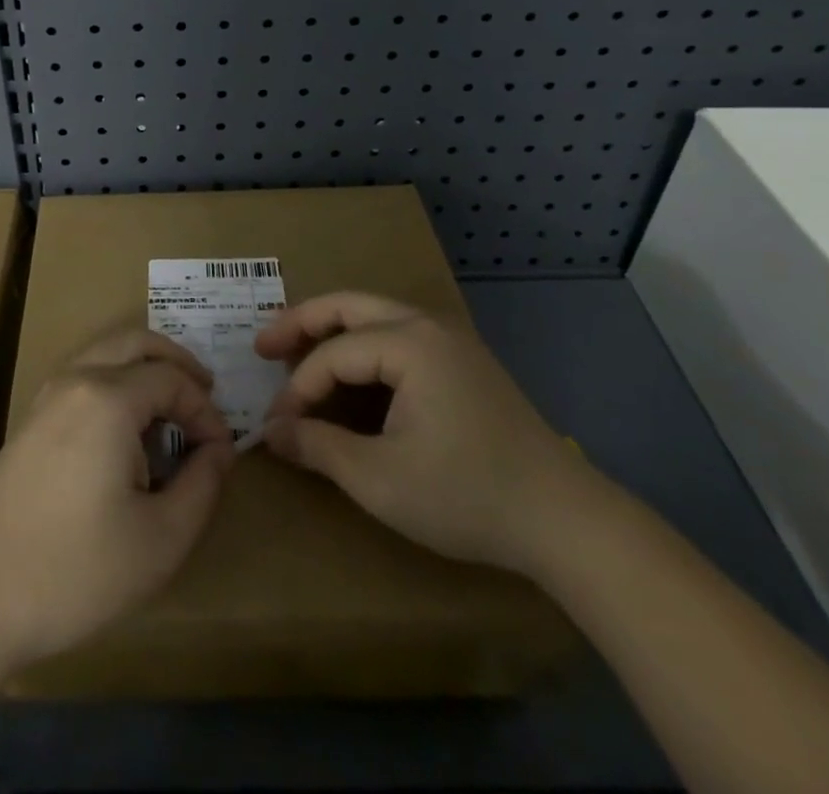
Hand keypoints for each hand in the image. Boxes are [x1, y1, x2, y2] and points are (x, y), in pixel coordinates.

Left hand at [0, 328, 234, 677]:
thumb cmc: (75, 571)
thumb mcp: (160, 540)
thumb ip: (202, 486)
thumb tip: (219, 451)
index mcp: (108, 398)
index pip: (172, 379)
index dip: (206, 410)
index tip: (223, 452)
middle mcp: (75, 380)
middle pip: (135, 342)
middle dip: (177, 363)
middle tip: (206, 396)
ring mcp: (46, 398)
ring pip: (105, 355)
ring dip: (144, 370)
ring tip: (172, 413)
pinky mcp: (29, 422)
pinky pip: (84, 378)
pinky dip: (116, 385)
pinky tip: (129, 433)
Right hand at [255, 291, 586, 572]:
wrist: (566, 521)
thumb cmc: (467, 495)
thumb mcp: (380, 479)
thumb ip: (319, 448)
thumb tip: (272, 433)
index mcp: (408, 343)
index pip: (332, 355)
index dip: (297, 389)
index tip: (276, 426)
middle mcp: (427, 325)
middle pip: (348, 306)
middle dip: (301, 323)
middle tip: (262, 347)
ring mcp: (450, 340)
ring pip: (374, 316)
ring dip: (332, 331)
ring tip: (297, 354)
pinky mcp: (464, 362)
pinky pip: (398, 336)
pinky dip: (363, 346)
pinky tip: (351, 375)